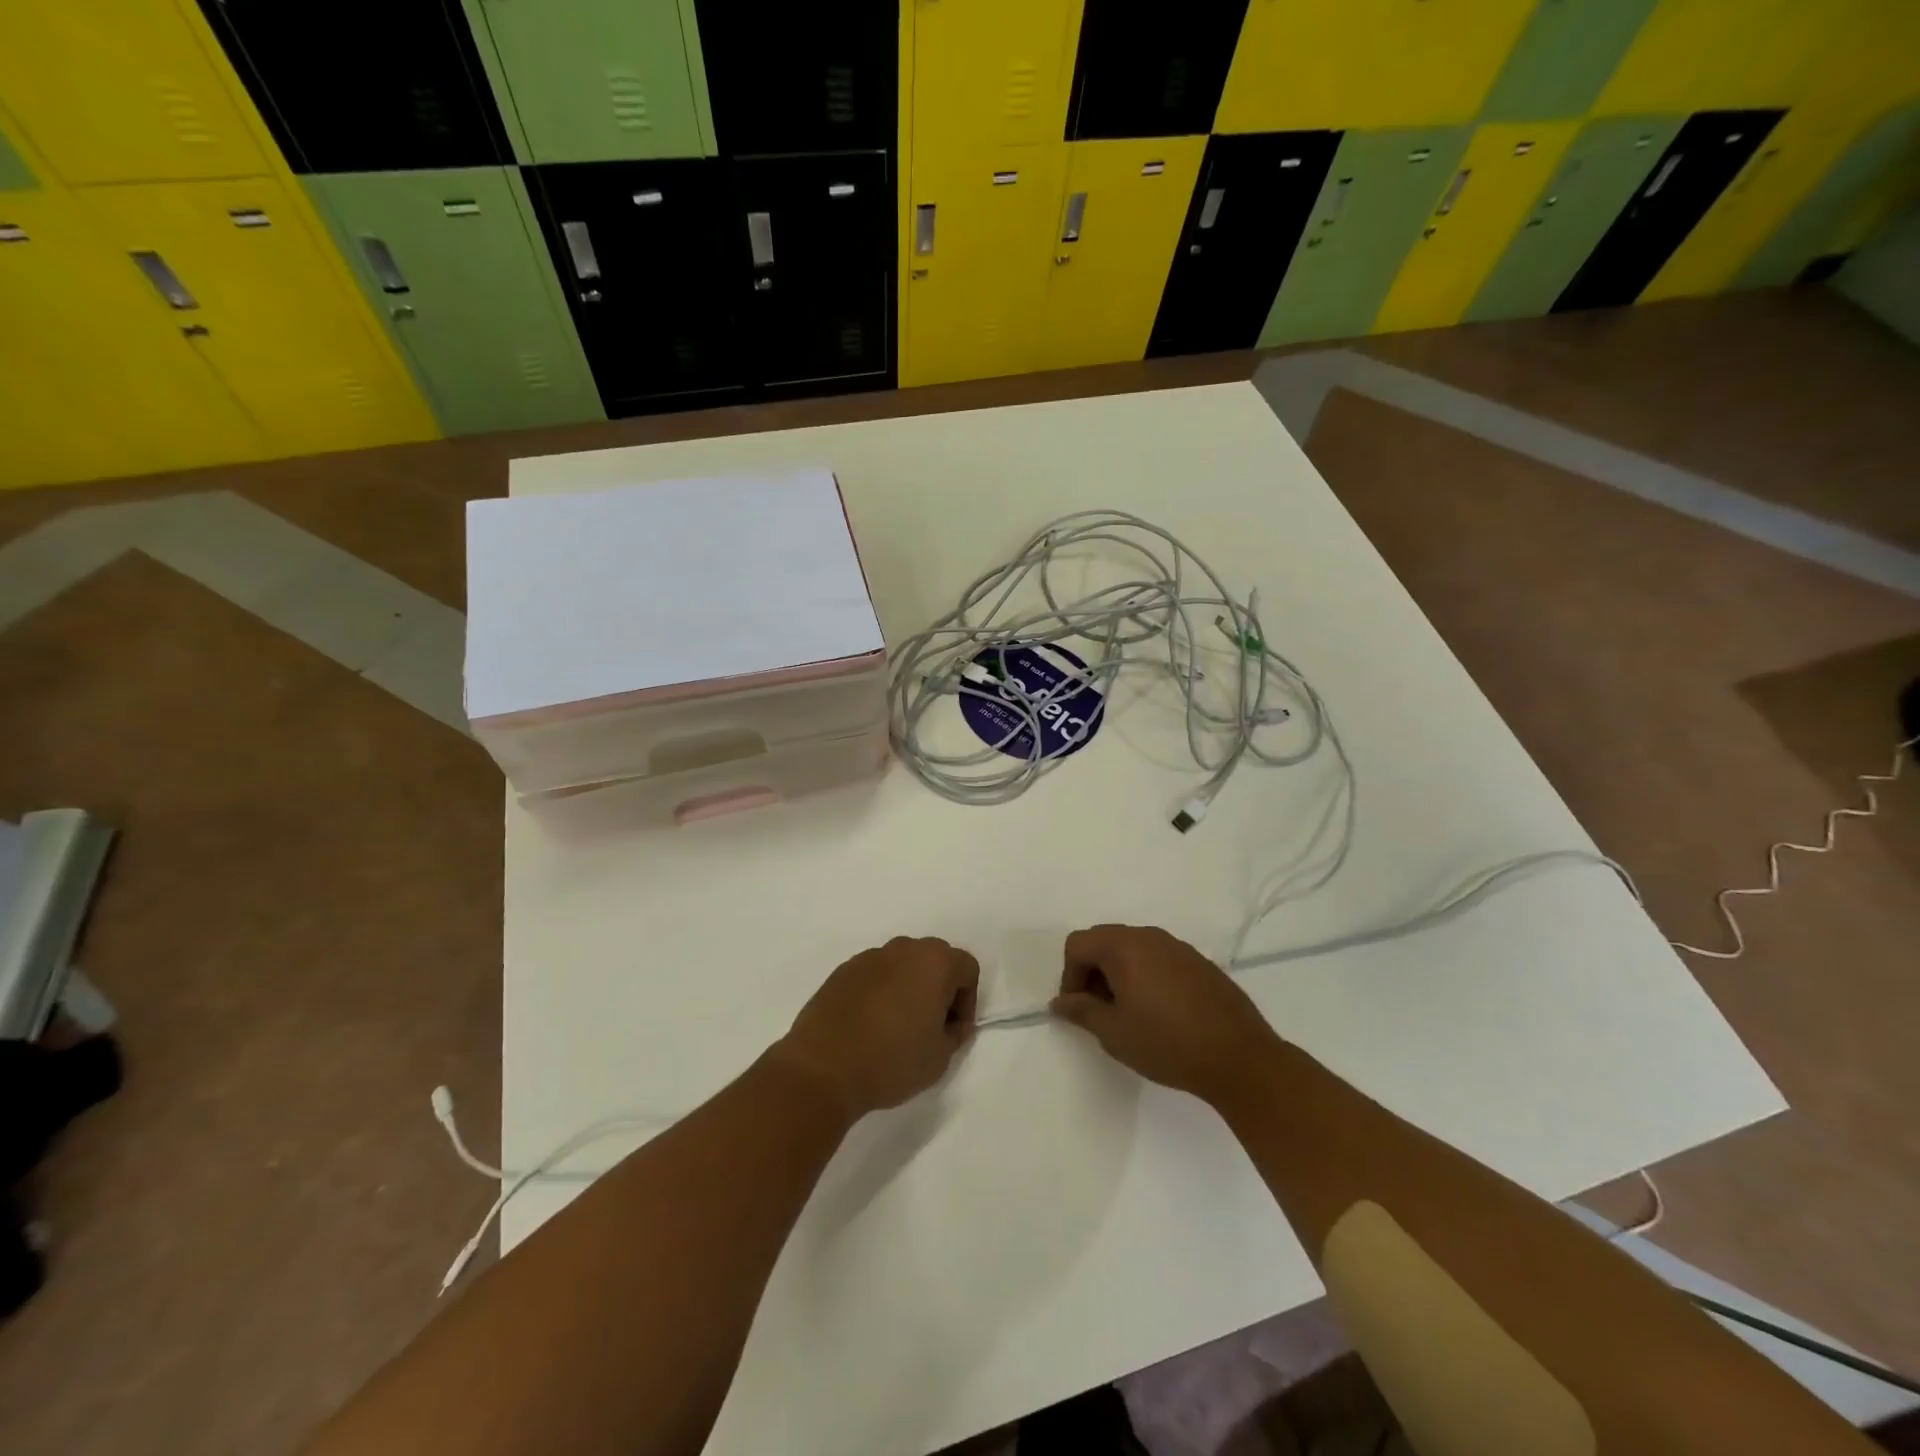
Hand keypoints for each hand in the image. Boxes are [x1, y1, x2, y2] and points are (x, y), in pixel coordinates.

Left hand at [774, 937, 979, 1119]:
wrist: (823, 1068)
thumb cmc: (891, 1061)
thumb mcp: (940, 1057)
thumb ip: (955, 1032)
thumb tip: (951, 1022)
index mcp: (934, 962)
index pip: (967, 968)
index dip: (967, 1000)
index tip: (952, 1030)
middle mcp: (904, 949)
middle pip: (935, 958)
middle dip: (939, 987)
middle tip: (930, 1025)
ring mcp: (870, 956)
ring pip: (903, 964)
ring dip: (908, 986)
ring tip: (897, 1025)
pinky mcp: (843, 970)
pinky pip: (875, 974)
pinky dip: (880, 990)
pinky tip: (869, 1024)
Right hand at [1051, 924, 1282, 1107]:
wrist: (1240, 1058)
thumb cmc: (1167, 1044)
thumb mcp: (1114, 1033)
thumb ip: (1081, 1011)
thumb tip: (1059, 1002)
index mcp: (1124, 947)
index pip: (1078, 944)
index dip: (1069, 976)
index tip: (1079, 1009)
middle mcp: (1149, 937)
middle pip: (1104, 940)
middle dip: (1092, 971)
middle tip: (1099, 1010)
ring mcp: (1178, 947)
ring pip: (1132, 949)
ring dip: (1119, 973)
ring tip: (1128, 1013)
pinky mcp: (1199, 962)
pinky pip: (1158, 958)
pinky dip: (1145, 976)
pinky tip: (1159, 1012)